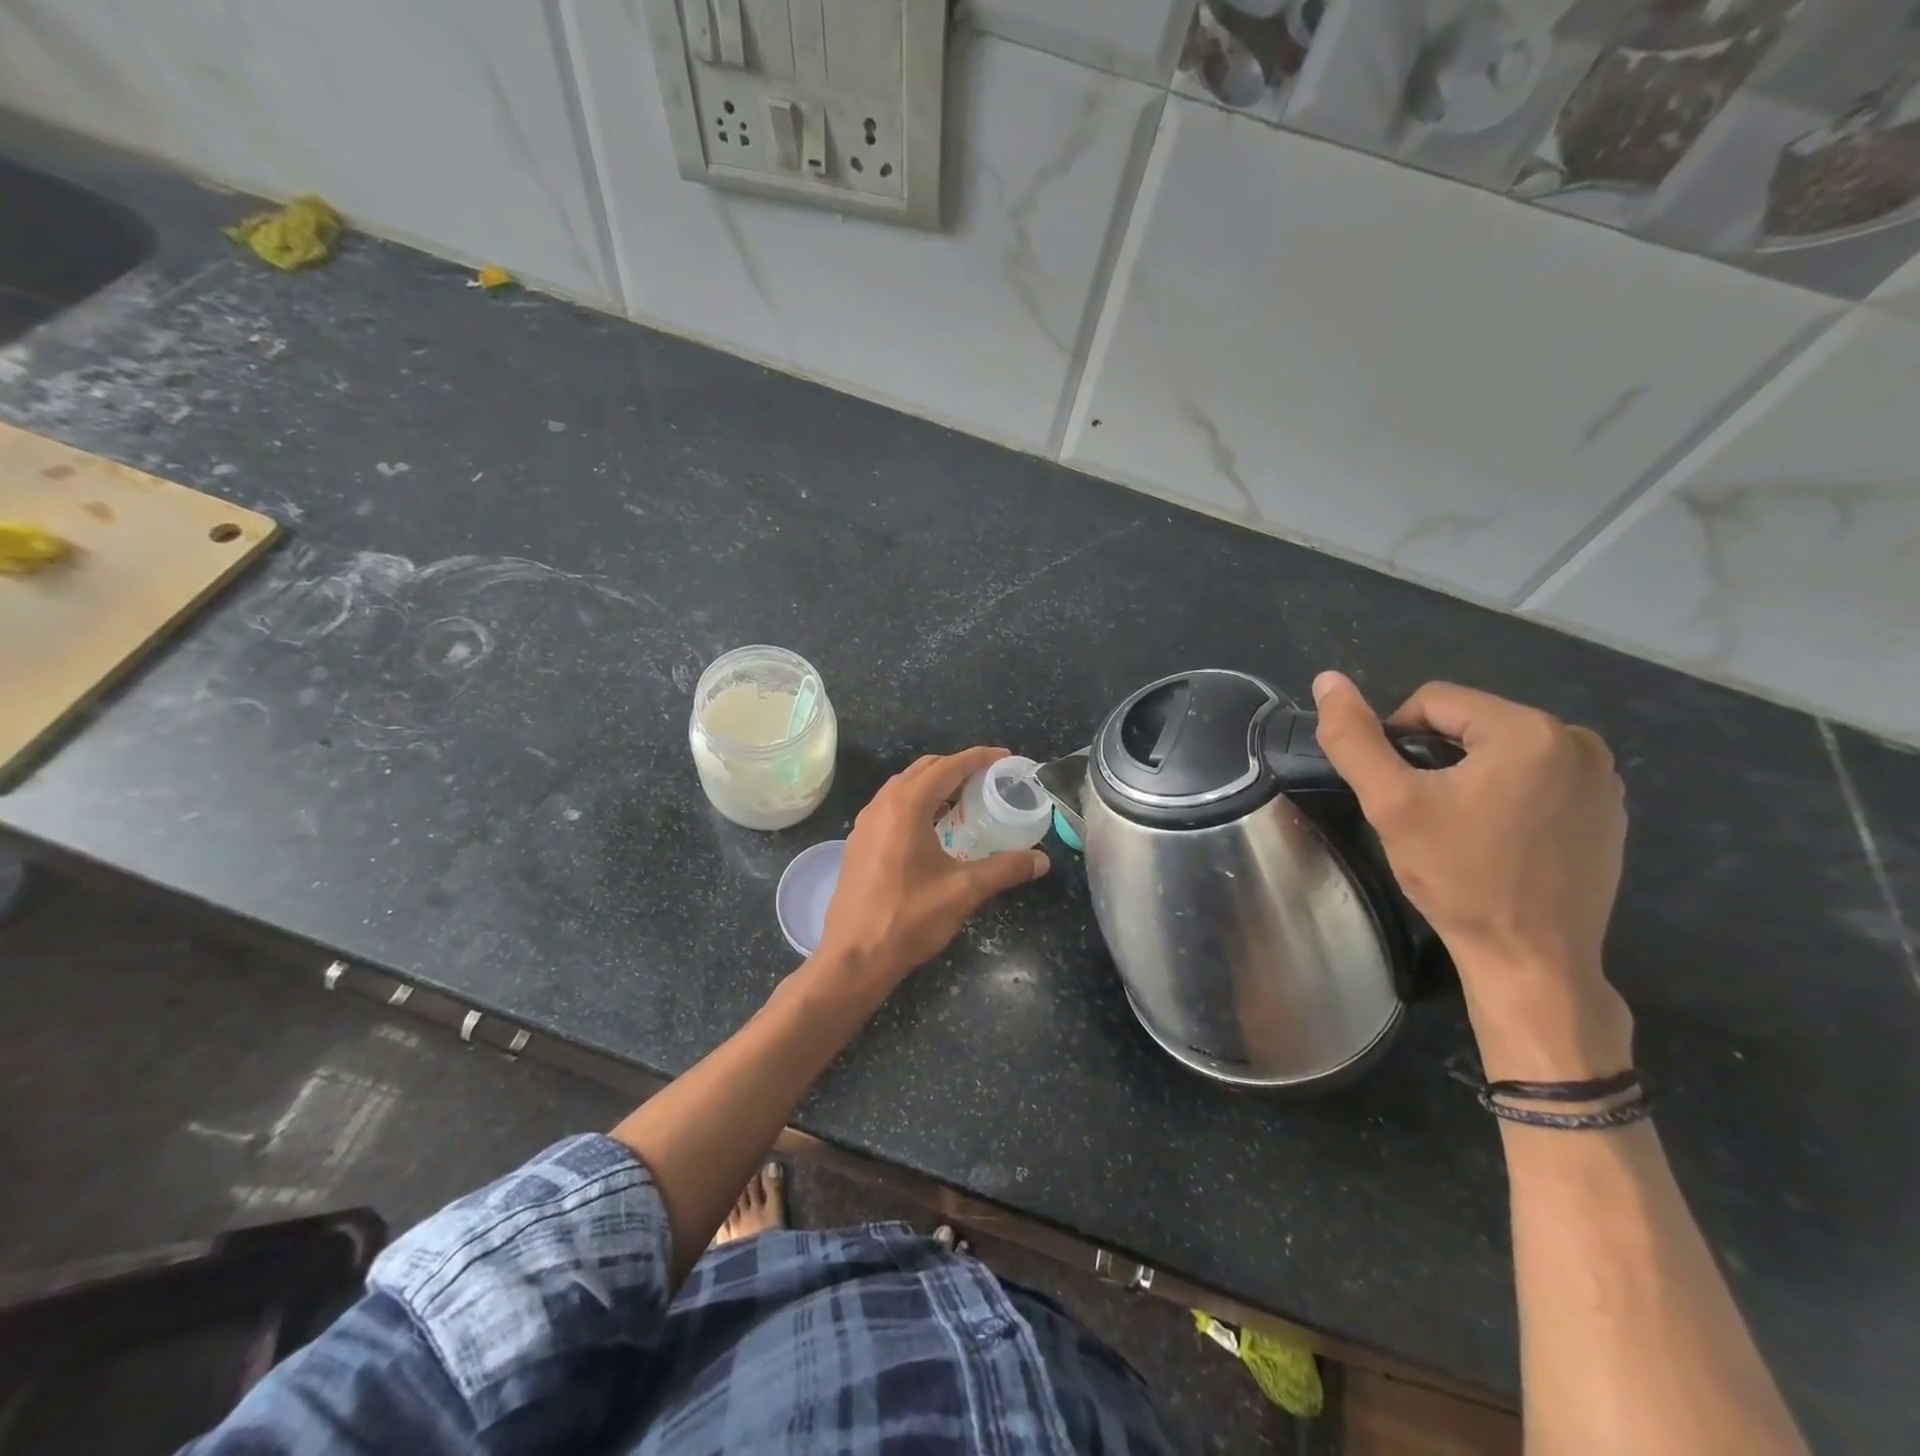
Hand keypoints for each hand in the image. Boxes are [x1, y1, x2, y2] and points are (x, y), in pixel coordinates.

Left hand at [814, 747, 1050, 993]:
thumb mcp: (964, 891)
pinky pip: (891, 808)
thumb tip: (1041, 860)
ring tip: (965, 801)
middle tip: (988, 780)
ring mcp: (865, 825)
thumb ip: (1005, 869)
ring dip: (934, 786)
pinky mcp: (859, 844)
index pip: (947, 767)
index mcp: (906, 807)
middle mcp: (881, 806)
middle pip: (923, 770)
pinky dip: (917, 805)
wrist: (853, 958)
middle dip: (956, 768)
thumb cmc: (909, 918)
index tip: (1004, 758)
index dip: (978, 759)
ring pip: (903, 788)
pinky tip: (934, 830)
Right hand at [1312, 672, 1631, 1078]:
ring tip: (1457, 828)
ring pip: (1502, 751)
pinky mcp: (1608, 812)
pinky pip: (1537, 778)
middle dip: (1434, 759)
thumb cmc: (1459, 877)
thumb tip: (1327, 680)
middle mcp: (1578, 741)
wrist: (1533, 960)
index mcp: (1529, 730)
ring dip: (1468, 776)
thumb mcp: (1392, 804)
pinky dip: (1506, 795)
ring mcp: (1601, 778)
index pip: (1433, 701)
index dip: (1396, 740)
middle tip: (1421, 814)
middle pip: (1470, 723)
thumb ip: (1354, 738)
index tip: (1394, 792)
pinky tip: (1496, 839)